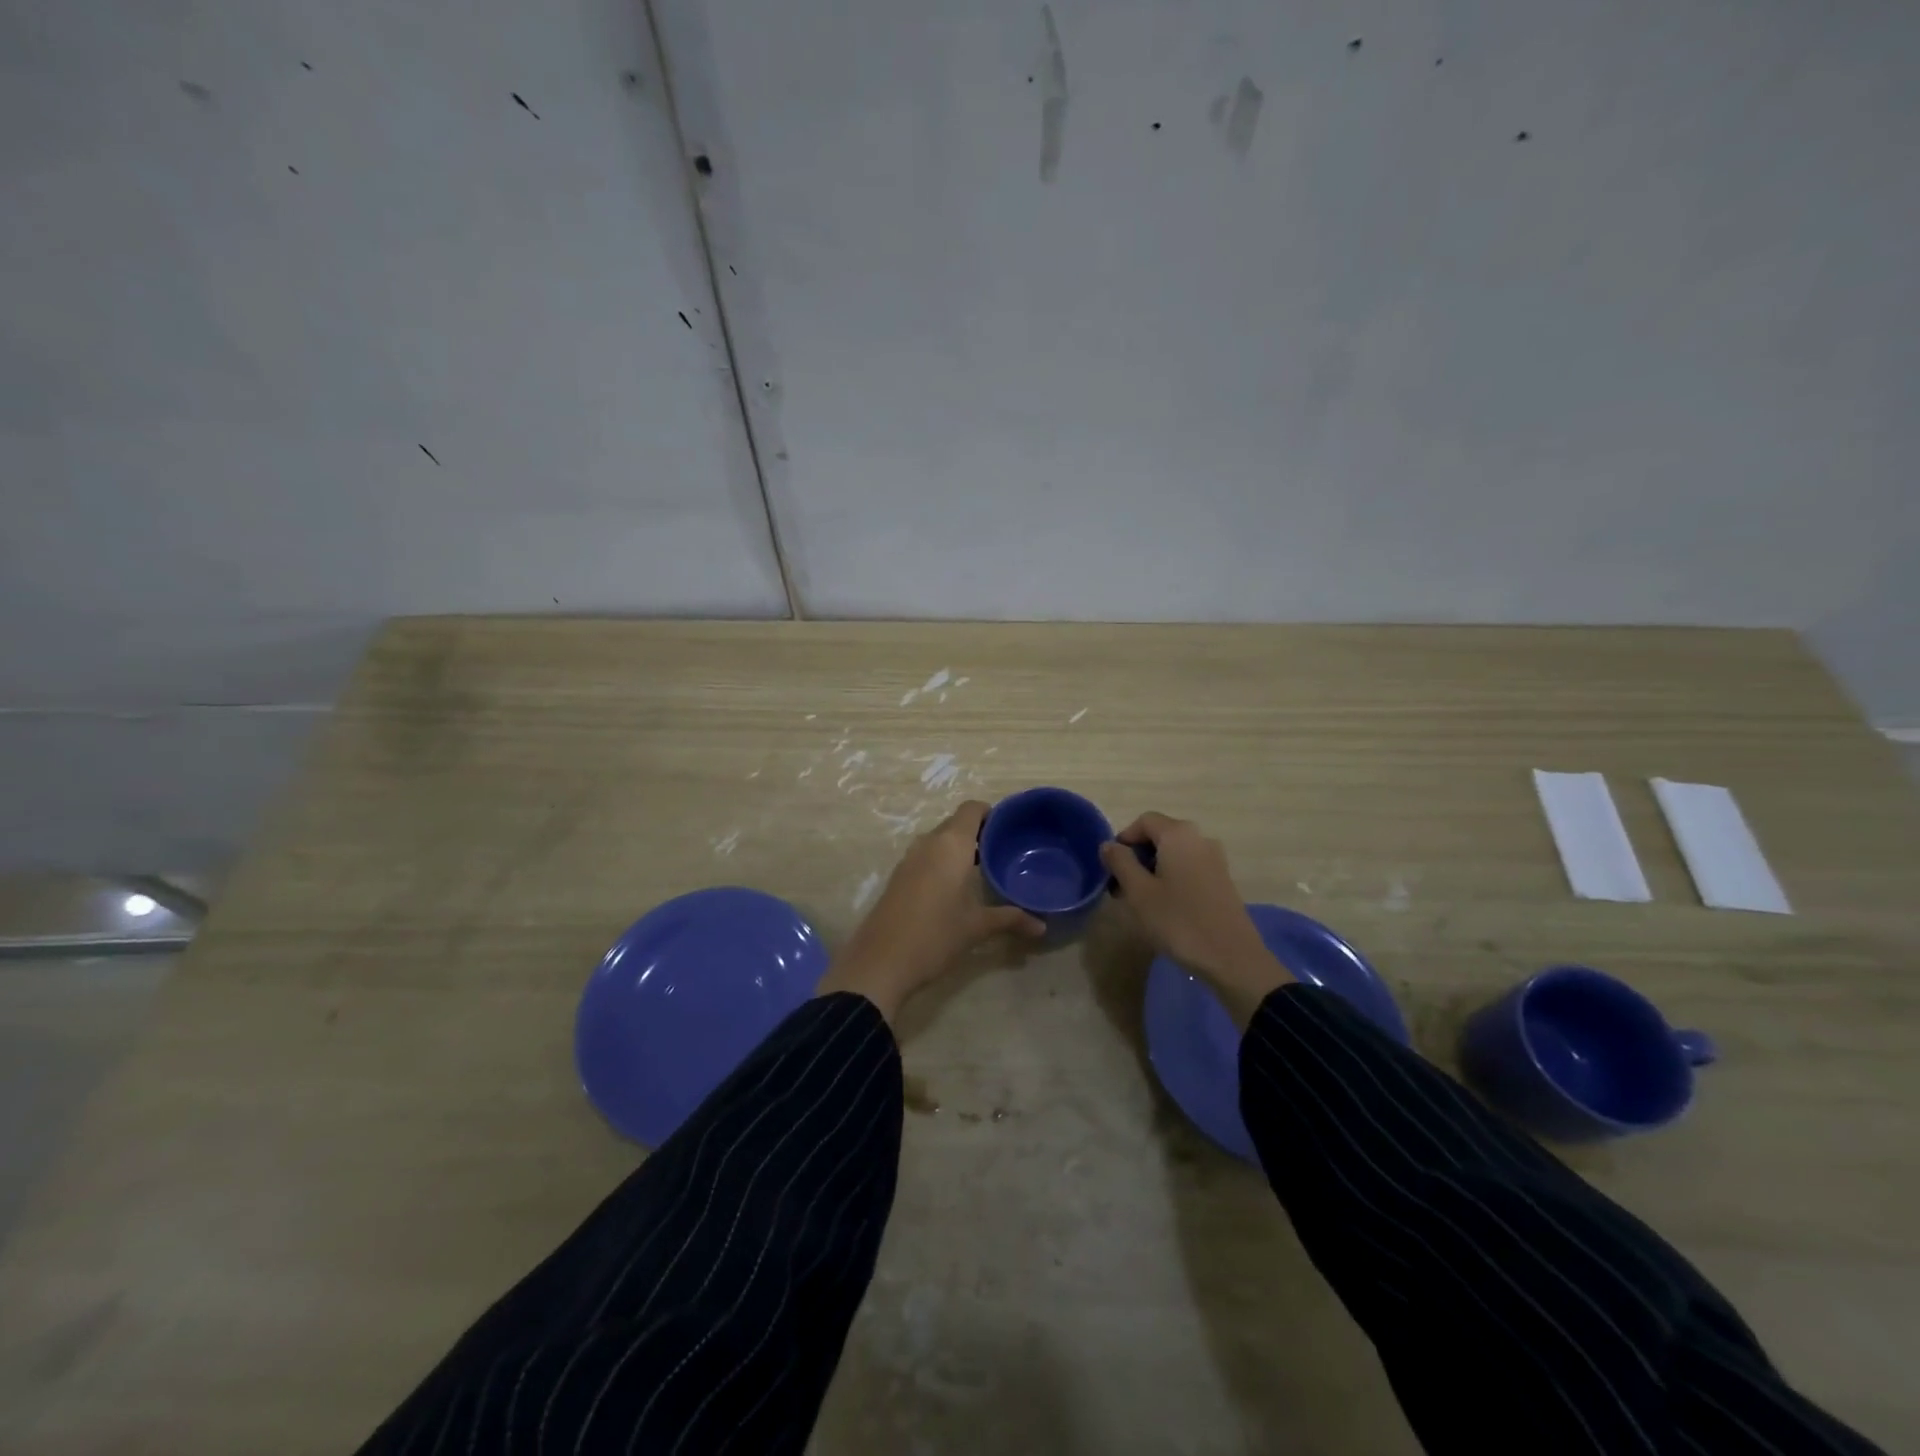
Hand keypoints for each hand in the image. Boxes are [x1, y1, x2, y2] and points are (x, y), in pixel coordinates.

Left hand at [817, 801, 1044, 1022]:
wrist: (880, 962)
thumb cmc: (935, 936)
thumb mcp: (976, 928)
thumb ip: (1010, 919)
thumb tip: (1042, 926)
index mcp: (951, 845)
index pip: (972, 809)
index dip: (991, 813)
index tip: (1010, 830)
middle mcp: (928, 843)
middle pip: (956, 823)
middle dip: (979, 832)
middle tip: (1003, 852)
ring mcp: (909, 858)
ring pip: (939, 840)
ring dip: (959, 848)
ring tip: (984, 869)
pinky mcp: (898, 876)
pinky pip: (926, 856)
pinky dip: (943, 861)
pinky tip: (956, 887)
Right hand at [1101, 812, 1290, 1026]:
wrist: (1231, 958)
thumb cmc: (1178, 921)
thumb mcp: (1139, 892)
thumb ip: (1120, 862)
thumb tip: (1109, 845)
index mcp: (1178, 834)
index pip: (1144, 820)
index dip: (1123, 839)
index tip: (1111, 867)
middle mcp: (1200, 838)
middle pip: (1160, 835)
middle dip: (1136, 856)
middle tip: (1120, 886)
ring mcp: (1215, 859)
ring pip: (1174, 854)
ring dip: (1152, 869)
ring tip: (1139, 899)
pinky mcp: (1222, 880)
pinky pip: (1189, 868)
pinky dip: (1171, 878)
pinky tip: (1164, 906)